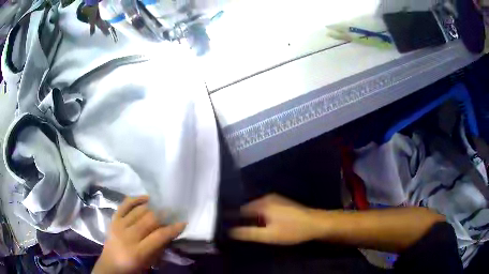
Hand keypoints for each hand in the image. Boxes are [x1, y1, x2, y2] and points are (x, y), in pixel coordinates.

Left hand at [93, 196, 185, 273]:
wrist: (110, 265)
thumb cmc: (132, 268)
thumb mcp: (149, 263)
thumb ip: (159, 249)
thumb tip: (169, 234)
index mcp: (138, 251)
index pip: (159, 236)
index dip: (172, 228)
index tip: (183, 222)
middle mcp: (128, 236)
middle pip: (149, 220)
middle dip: (164, 214)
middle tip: (174, 210)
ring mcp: (119, 226)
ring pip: (138, 211)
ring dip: (152, 206)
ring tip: (162, 205)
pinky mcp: (113, 220)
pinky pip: (124, 205)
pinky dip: (135, 199)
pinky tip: (146, 197)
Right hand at [230, 194, 322, 244]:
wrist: (316, 223)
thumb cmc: (292, 230)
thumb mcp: (269, 235)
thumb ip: (248, 233)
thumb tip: (230, 231)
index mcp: (261, 204)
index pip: (239, 210)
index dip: (233, 219)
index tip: (228, 228)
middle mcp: (266, 198)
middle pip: (248, 209)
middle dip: (243, 219)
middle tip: (240, 232)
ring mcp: (275, 199)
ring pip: (257, 209)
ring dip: (252, 218)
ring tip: (250, 230)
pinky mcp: (282, 203)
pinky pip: (264, 209)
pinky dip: (261, 216)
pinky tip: (264, 225)